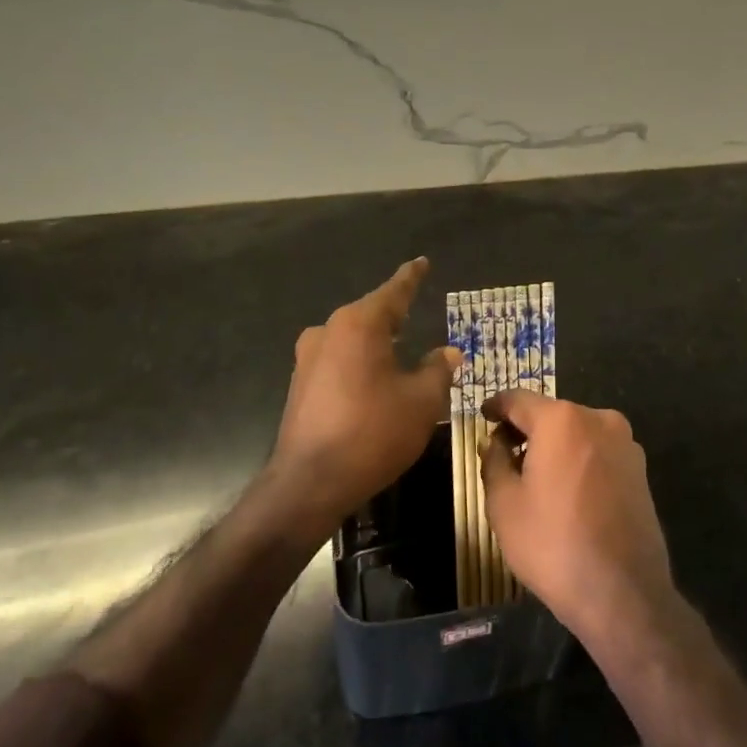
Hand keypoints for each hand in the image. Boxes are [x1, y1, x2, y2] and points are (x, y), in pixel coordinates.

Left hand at [267, 257, 459, 541]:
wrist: (309, 483)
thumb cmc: (373, 433)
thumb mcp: (421, 401)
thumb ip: (438, 370)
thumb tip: (447, 353)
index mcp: (359, 325)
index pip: (394, 291)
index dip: (412, 277)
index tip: (422, 262)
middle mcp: (328, 331)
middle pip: (370, 314)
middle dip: (395, 313)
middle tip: (416, 309)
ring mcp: (308, 358)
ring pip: (352, 339)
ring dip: (376, 342)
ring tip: (400, 347)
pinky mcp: (299, 385)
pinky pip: (338, 360)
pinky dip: (360, 363)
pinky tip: (375, 380)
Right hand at [480, 389, 674, 648]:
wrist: (623, 592)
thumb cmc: (553, 544)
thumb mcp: (504, 504)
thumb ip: (494, 461)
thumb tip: (496, 442)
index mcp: (561, 419)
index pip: (518, 399)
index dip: (496, 407)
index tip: (482, 417)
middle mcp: (598, 418)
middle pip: (551, 414)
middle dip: (526, 430)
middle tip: (503, 456)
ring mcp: (625, 443)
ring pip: (577, 433)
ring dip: (554, 446)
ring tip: (535, 479)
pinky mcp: (640, 469)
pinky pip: (598, 453)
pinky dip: (578, 461)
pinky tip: (567, 494)